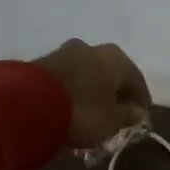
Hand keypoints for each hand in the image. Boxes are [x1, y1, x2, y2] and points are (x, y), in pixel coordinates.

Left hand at [35, 40, 152, 149]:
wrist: (29, 103)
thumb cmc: (83, 111)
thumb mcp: (113, 121)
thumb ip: (128, 116)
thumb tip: (136, 111)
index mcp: (117, 58)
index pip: (137, 81)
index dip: (140, 102)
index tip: (140, 119)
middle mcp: (94, 48)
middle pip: (111, 75)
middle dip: (114, 96)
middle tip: (115, 118)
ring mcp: (66, 53)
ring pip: (88, 76)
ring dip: (92, 94)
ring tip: (90, 117)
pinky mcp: (44, 62)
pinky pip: (68, 80)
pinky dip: (74, 93)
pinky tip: (71, 110)